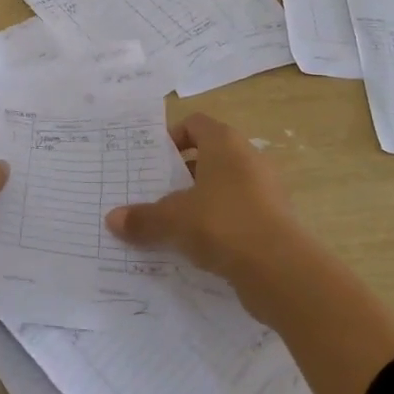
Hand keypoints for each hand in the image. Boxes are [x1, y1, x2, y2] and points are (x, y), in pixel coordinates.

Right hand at [104, 113, 295, 285]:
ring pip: (224, 186)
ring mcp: (266, 189)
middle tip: (156, 193)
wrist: (280, 269)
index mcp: (225, 143)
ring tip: (174, 223)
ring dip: (201, 200)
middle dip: (182, 173)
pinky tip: (200, 247)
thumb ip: (143, 218)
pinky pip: (239, 212)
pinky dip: (220, 223)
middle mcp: (248, 158)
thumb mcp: (173, 220)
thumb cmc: (222, 224)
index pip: (195, 123)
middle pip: (209, 155)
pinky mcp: (274, 219)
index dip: (172, 137)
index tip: (152, 161)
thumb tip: (112, 219)